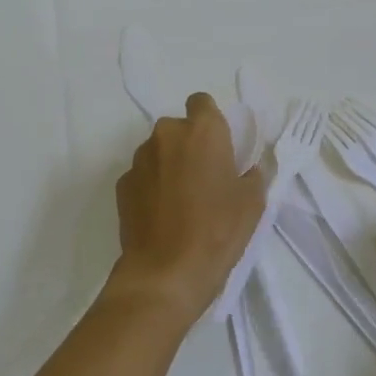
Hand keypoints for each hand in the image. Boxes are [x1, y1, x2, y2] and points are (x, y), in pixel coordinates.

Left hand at [110, 93, 264, 329]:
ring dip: (170, 165)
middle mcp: (166, 135)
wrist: (165, 272)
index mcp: (202, 131)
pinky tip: (163, 215)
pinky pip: (143, 175)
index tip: (220, 146)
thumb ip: (251, 173)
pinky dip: (152, 186)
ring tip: (182, 200)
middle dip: (190, 145)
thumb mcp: (252, 201)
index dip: (210, 120)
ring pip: (158, 151)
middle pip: (179, 128)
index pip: (202, 102)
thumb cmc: (218, 230)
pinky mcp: (122, 185)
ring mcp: (139, 160)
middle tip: (205, 177)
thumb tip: (246, 169)